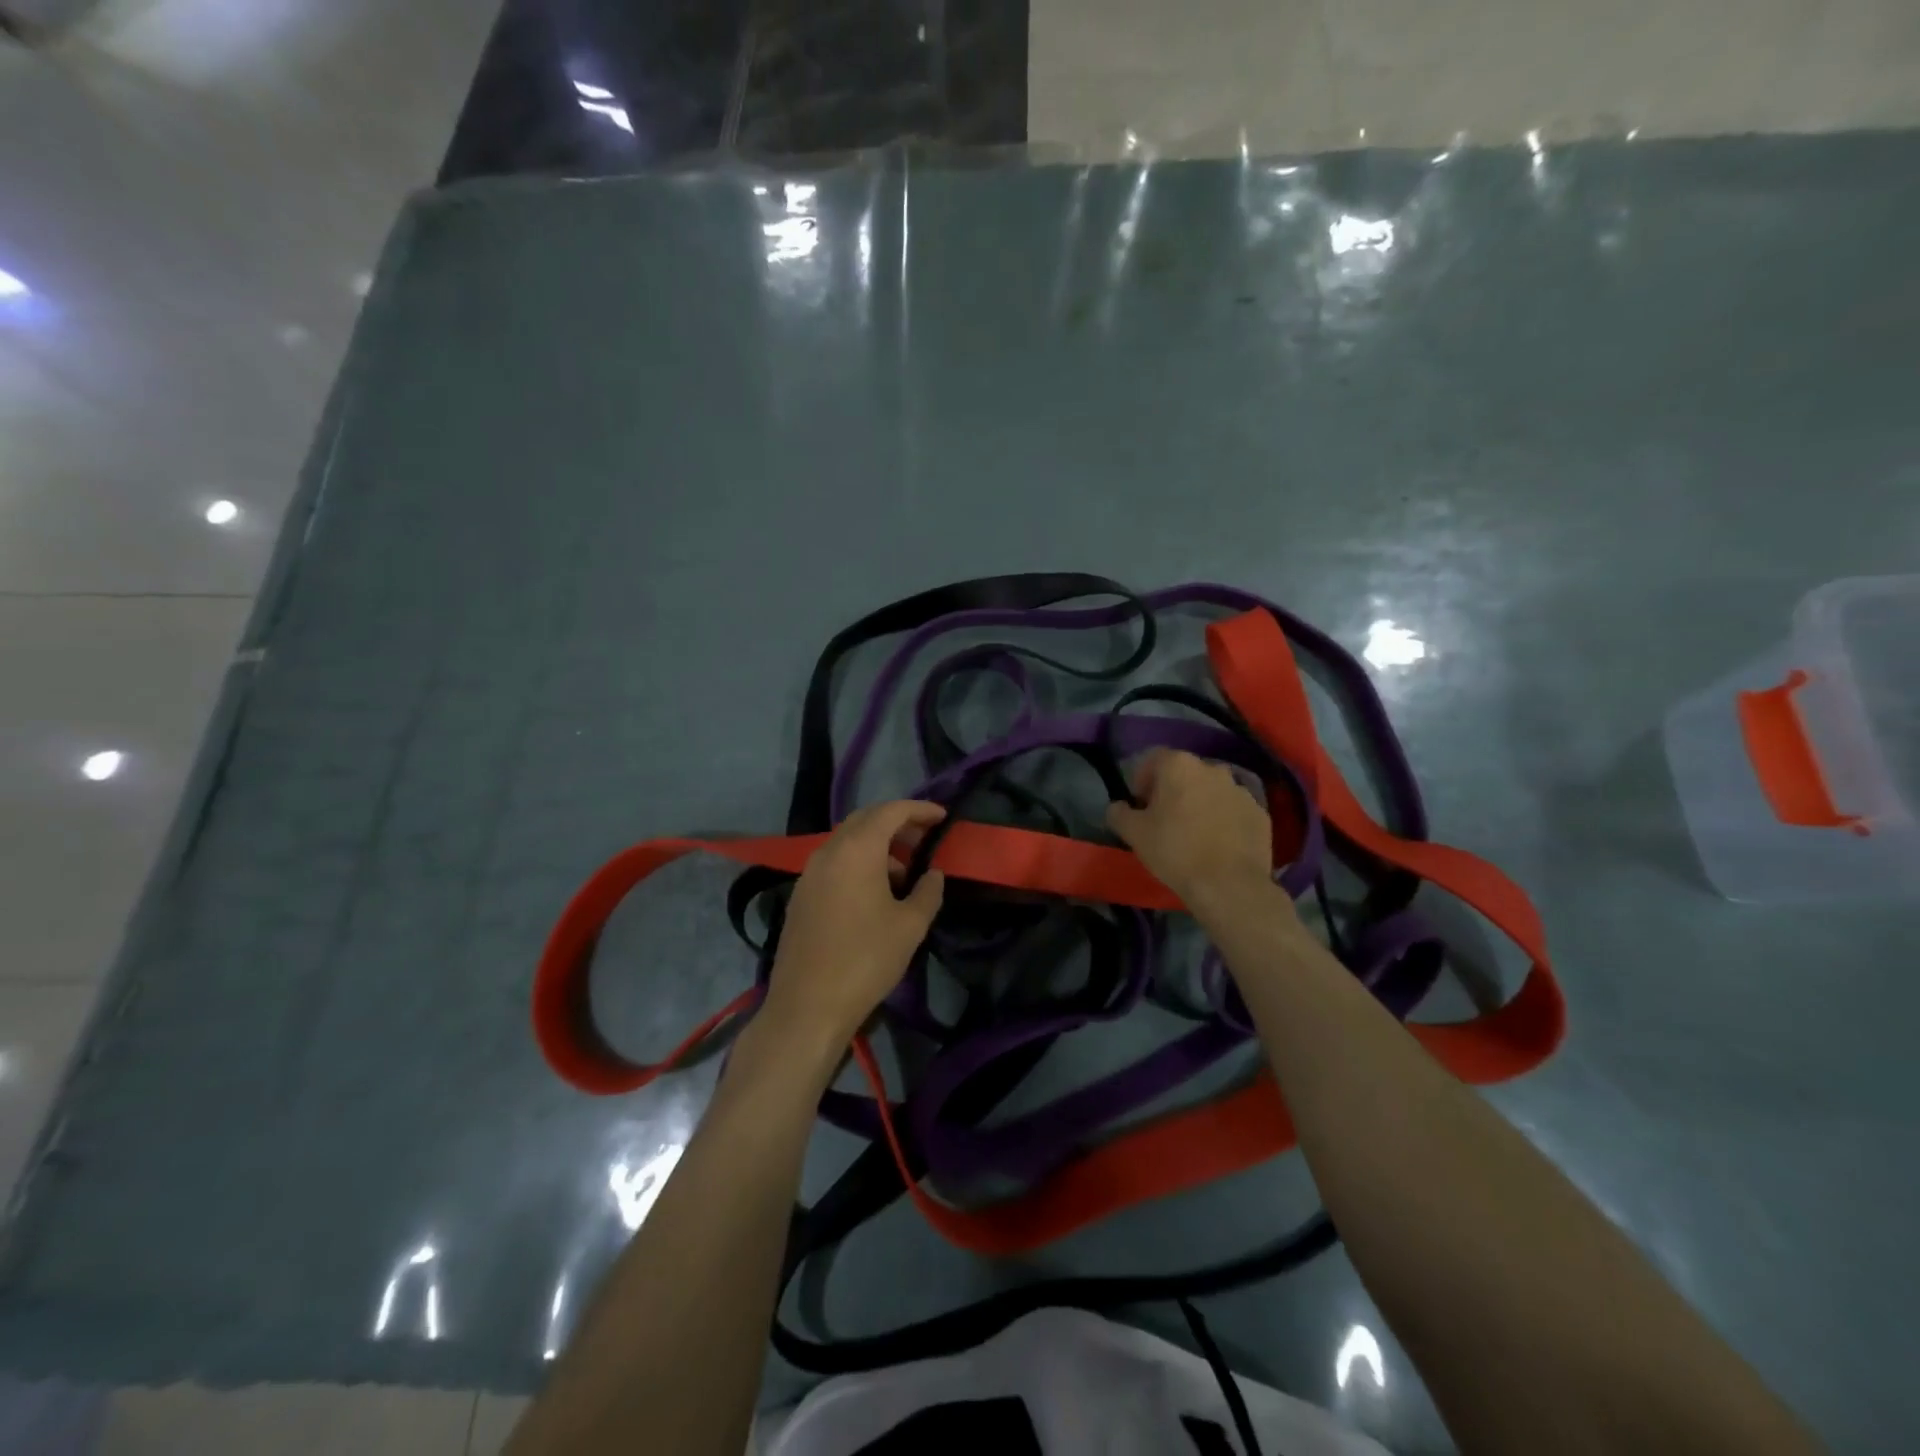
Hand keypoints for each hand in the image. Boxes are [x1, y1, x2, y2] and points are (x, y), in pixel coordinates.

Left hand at [762, 801, 946, 1048]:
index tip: (943, 817)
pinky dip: (858, 862)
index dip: (919, 809)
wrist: (807, 1005)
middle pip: (865, 820)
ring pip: (848, 841)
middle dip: (897, 823)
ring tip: (905, 871)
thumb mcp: (909, 926)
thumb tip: (933, 874)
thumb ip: (928, 892)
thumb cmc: (865, 960)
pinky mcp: (801, 895)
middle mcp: (829, 851)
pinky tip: (875, 892)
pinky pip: (834, 862)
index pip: (891, 811)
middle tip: (925, 838)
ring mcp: (810, 873)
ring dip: (877, 845)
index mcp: (857, 850)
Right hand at [1105, 748, 1278, 908]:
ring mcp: (1241, 790)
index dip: (1142, 779)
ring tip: (1193, 833)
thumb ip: (1118, 813)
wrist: (1229, 885)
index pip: (1153, 759)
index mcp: (1179, 766)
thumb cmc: (1175, 851)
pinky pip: (1233, 810)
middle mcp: (1212, 768)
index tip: (1140, 805)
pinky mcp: (1260, 813)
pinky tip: (1217, 844)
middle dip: (1173, 790)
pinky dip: (1223, 819)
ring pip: (1211, 790)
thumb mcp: (1133, 833)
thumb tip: (1118, 807)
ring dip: (1200, 803)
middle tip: (1164, 819)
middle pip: (1185, 773)